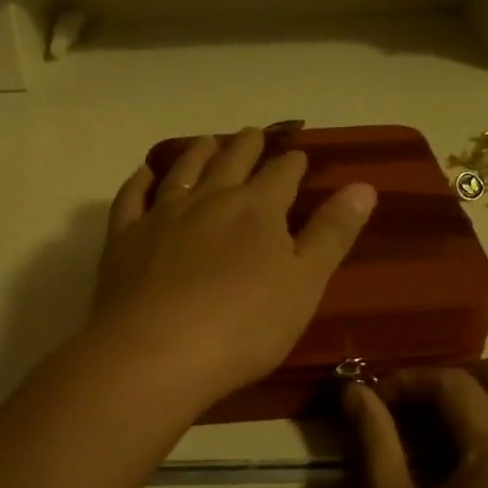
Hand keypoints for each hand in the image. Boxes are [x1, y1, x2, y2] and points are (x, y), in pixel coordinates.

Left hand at [89, 128, 376, 409]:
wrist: (156, 353)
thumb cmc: (244, 327)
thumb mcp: (304, 285)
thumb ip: (332, 234)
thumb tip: (363, 185)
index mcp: (258, 210)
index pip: (281, 175)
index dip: (292, 163)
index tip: (298, 155)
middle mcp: (209, 200)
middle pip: (232, 161)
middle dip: (247, 146)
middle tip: (254, 134)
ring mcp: (162, 216)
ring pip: (184, 170)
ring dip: (199, 152)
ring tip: (208, 141)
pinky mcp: (124, 239)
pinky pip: (132, 197)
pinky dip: (141, 180)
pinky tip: (145, 173)